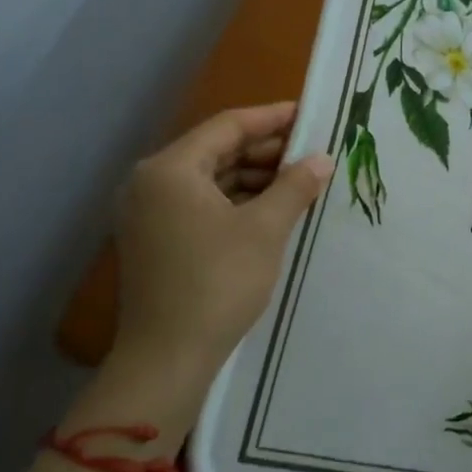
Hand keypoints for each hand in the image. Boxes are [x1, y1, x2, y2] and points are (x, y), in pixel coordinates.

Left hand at [109, 102, 331, 392]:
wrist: (167, 358)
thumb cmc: (218, 283)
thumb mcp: (266, 229)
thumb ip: (295, 185)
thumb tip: (322, 159)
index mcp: (170, 170)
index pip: (228, 126)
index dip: (272, 117)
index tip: (311, 114)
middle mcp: (151, 183)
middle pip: (217, 150)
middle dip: (266, 150)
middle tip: (312, 151)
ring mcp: (149, 212)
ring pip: (211, 178)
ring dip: (254, 176)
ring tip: (300, 180)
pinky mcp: (156, 238)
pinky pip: (201, 202)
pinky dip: (237, 200)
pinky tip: (272, 208)